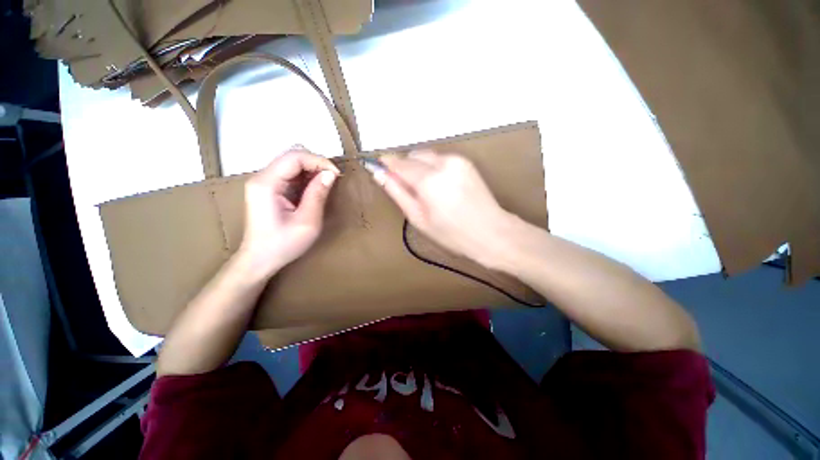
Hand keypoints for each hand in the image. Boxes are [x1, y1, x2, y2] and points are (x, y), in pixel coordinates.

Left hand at [237, 146, 338, 275]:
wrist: (259, 260)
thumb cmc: (283, 244)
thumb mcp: (307, 222)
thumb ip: (318, 194)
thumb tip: (331, 174)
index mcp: (267, 184)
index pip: (294, 157)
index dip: (318, 161)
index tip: (336, 174)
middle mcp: (261, 177)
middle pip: (291, 156)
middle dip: (315, 163)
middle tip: (332, 178)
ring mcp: (263, 183)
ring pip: (291, 163)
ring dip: (311, 170)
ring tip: (326, 184)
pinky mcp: (268, 189)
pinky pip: (289, 174)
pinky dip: (305, 177)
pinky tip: (314, 189)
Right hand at [377, 150, 512, 265]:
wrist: (491, 232)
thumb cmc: (452, 234)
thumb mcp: (419, 219)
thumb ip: (398, 193)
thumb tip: (379, 174)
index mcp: (429, 180)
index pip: (399, 163)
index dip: (386, 165)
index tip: (376, 168)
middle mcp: (443, 163)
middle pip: (412, 155)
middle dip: (404, 168)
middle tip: (407, 190)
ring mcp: (457, 160)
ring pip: (426, 155)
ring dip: (418, 168)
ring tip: (425, 191)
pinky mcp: (466, 161)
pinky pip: (440, 159)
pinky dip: (432, 168)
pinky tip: (439, 187)